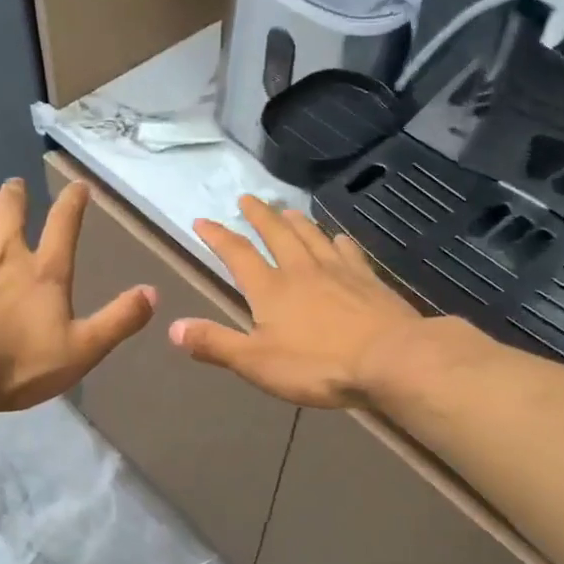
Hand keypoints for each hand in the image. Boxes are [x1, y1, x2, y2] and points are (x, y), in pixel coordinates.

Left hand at [0, 178, 155, 411]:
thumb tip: (153, 292)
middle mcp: (5, 255)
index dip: (73, 202)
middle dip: (16, 193)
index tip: (78, 186)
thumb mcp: (83, 349)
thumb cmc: (21, 365)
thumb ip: (118, 320)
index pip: (64, 224)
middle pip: (11, 211)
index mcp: (45, 271)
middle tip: (16, 184)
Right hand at [170, 196, 422, 407]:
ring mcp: (338, 271)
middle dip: (258, 215)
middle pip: (276, 233)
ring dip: (295, 220)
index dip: (217, 236)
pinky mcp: (368, 280)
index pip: (237, 254)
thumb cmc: (317, 365)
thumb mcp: (256, 362)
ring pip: (312, 235)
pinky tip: (337, 238)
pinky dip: (337, 240)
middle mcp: (301, 269)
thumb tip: (173, 327)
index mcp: (270, 289)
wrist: (390, 359)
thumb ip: (216, 343)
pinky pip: (348, 251)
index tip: (202, 220)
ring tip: (286, 209)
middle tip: (247, 198)